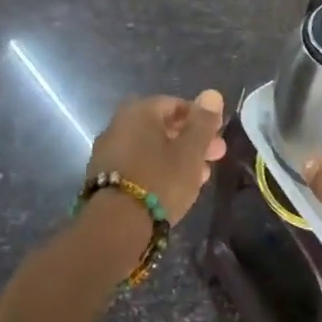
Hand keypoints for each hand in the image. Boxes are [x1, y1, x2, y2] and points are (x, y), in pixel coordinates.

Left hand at [87, 90, 226, 224]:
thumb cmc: (160, 180)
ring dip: (177, 158)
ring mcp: (108, 152)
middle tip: (214, 158)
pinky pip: (138, 165)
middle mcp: (119, 125)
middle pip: (163, 127)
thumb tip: (212, 94)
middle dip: (191, 141)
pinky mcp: (103, 177)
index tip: (218, 138)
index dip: (201, 119)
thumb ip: (203, 122)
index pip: (176, 104)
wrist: (115, 227)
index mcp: (139, 111)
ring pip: (151, 148)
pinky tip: (174, 189)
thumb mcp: (191, 151)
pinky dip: (158, 171)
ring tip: (199, 178)